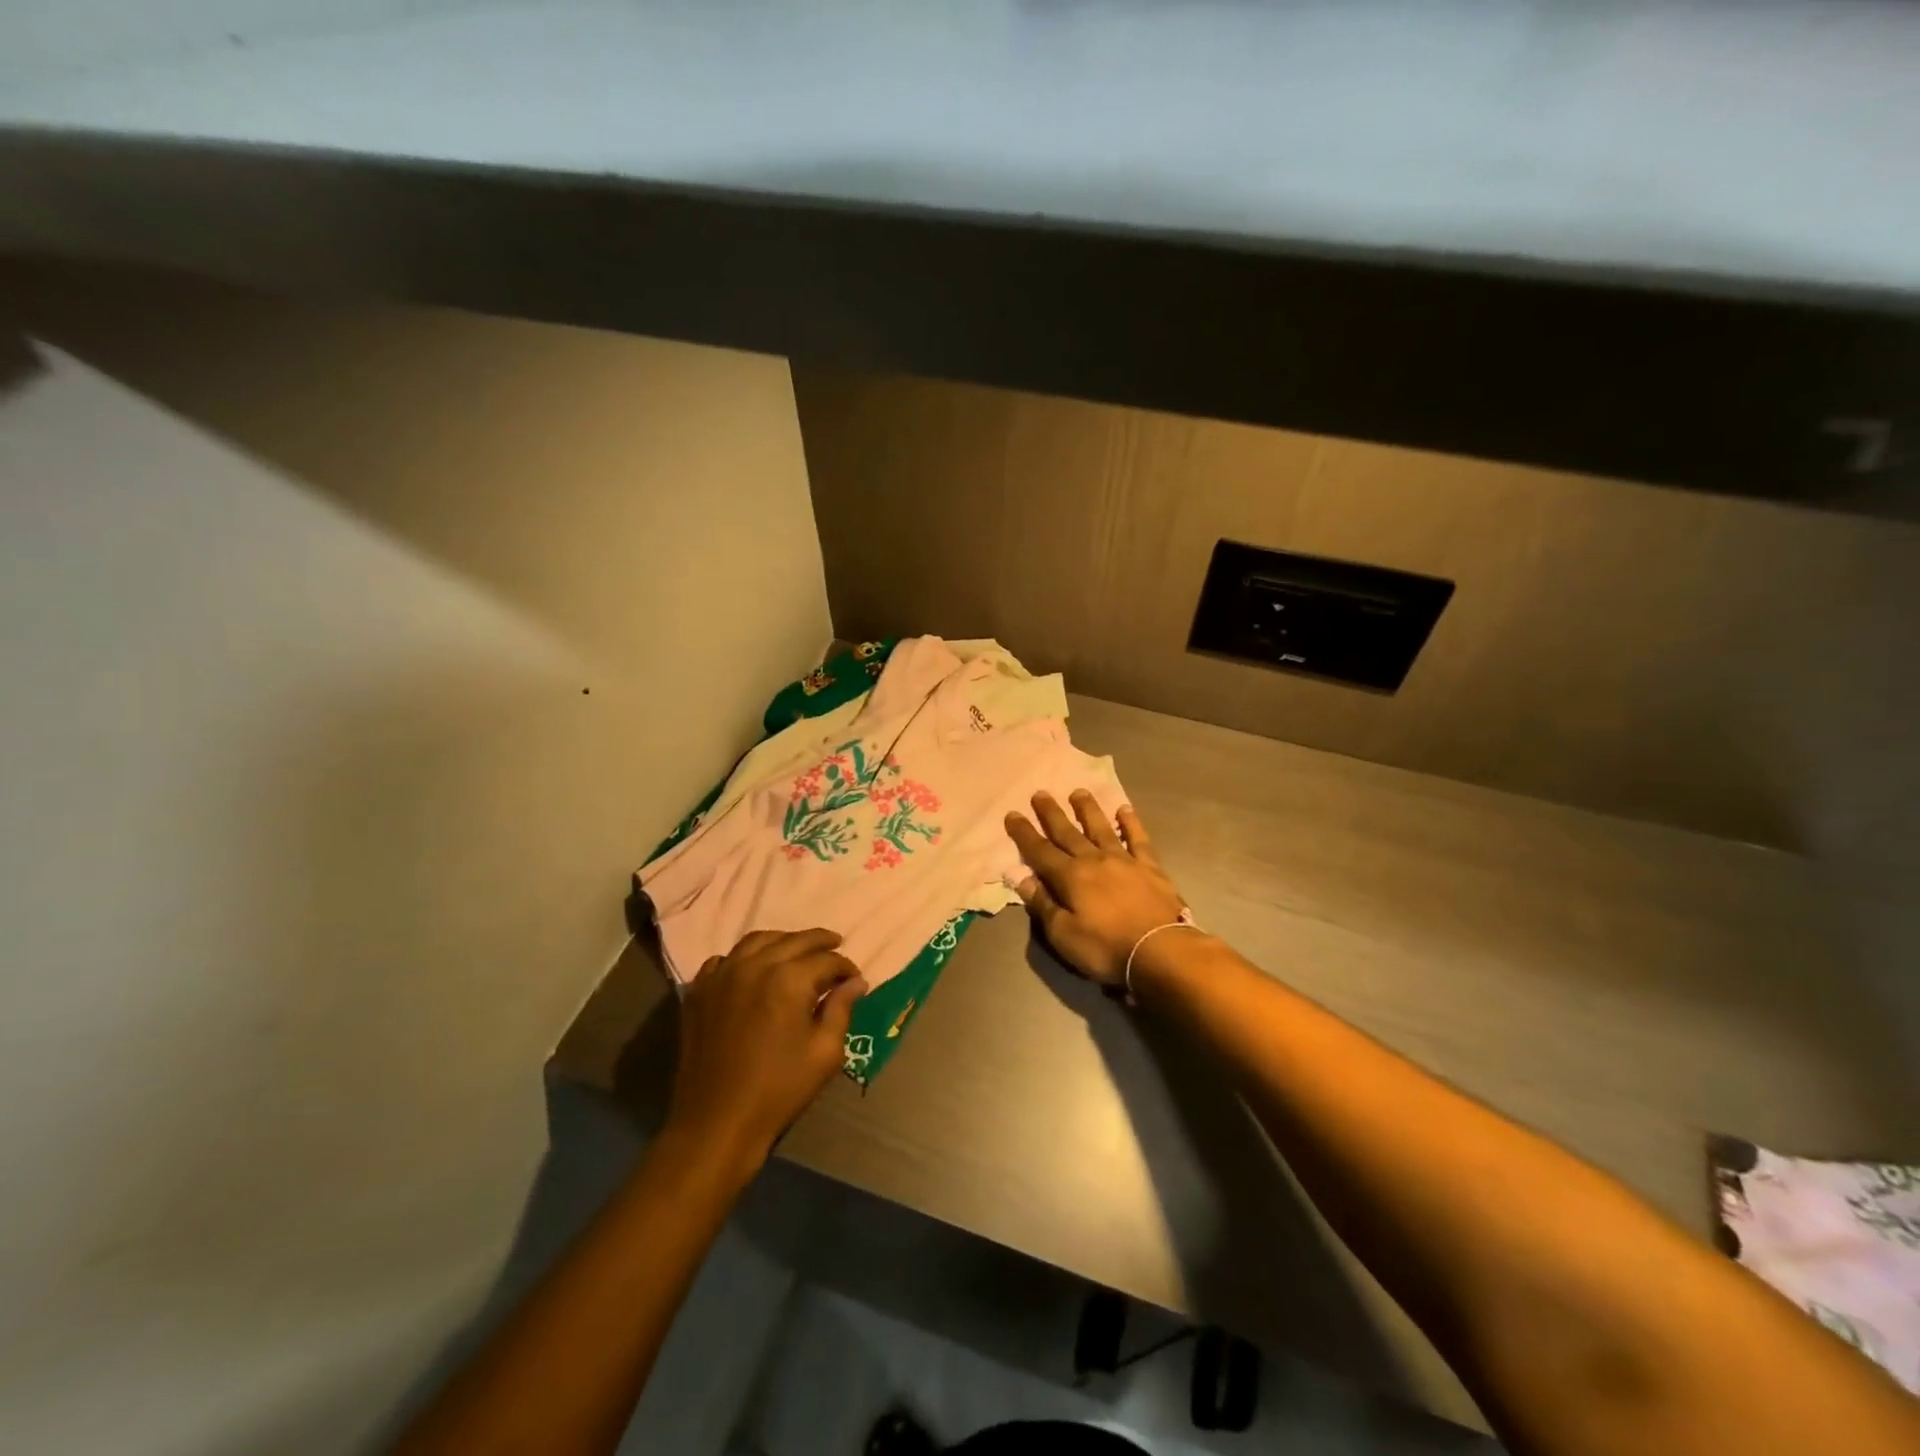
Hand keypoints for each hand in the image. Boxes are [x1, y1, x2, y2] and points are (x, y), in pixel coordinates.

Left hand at [666, 928, 866, 1169]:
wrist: (717, 1121)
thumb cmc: (779, 1089)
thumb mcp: (825, 1052)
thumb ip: (841, 1009)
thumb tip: (856, 982)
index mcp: (789, 979)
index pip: (826, 959)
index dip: (845, 967)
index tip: (854, 979)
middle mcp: (755, 965)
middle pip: (794, 940)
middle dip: (820, 942)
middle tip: (835, 946)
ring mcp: (722, 975)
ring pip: (758, 941)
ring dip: (783, 941)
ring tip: (797, 950)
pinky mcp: (700, 991)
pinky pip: (724, 960)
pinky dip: (744, 958)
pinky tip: (753, 969)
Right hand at [1005, 791, 1188, 985]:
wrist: (1161, 950)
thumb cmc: (1106, 947)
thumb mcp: (1063, 935)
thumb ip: (1043, 905)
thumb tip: (1023, 879)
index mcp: (1070, 877)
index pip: (1040, 851)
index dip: (1024, 833)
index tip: (1012, 814)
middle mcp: (1094, 860)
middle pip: (1068, 832)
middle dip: (1051, 813)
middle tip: (1040, 793)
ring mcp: (1124, 860)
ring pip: (1101, 828)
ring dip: (1088, 809)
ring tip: (1078, 792)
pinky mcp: (1150, 867)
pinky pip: (1138, 838)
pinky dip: (1131, 823)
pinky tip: (1125, 809)